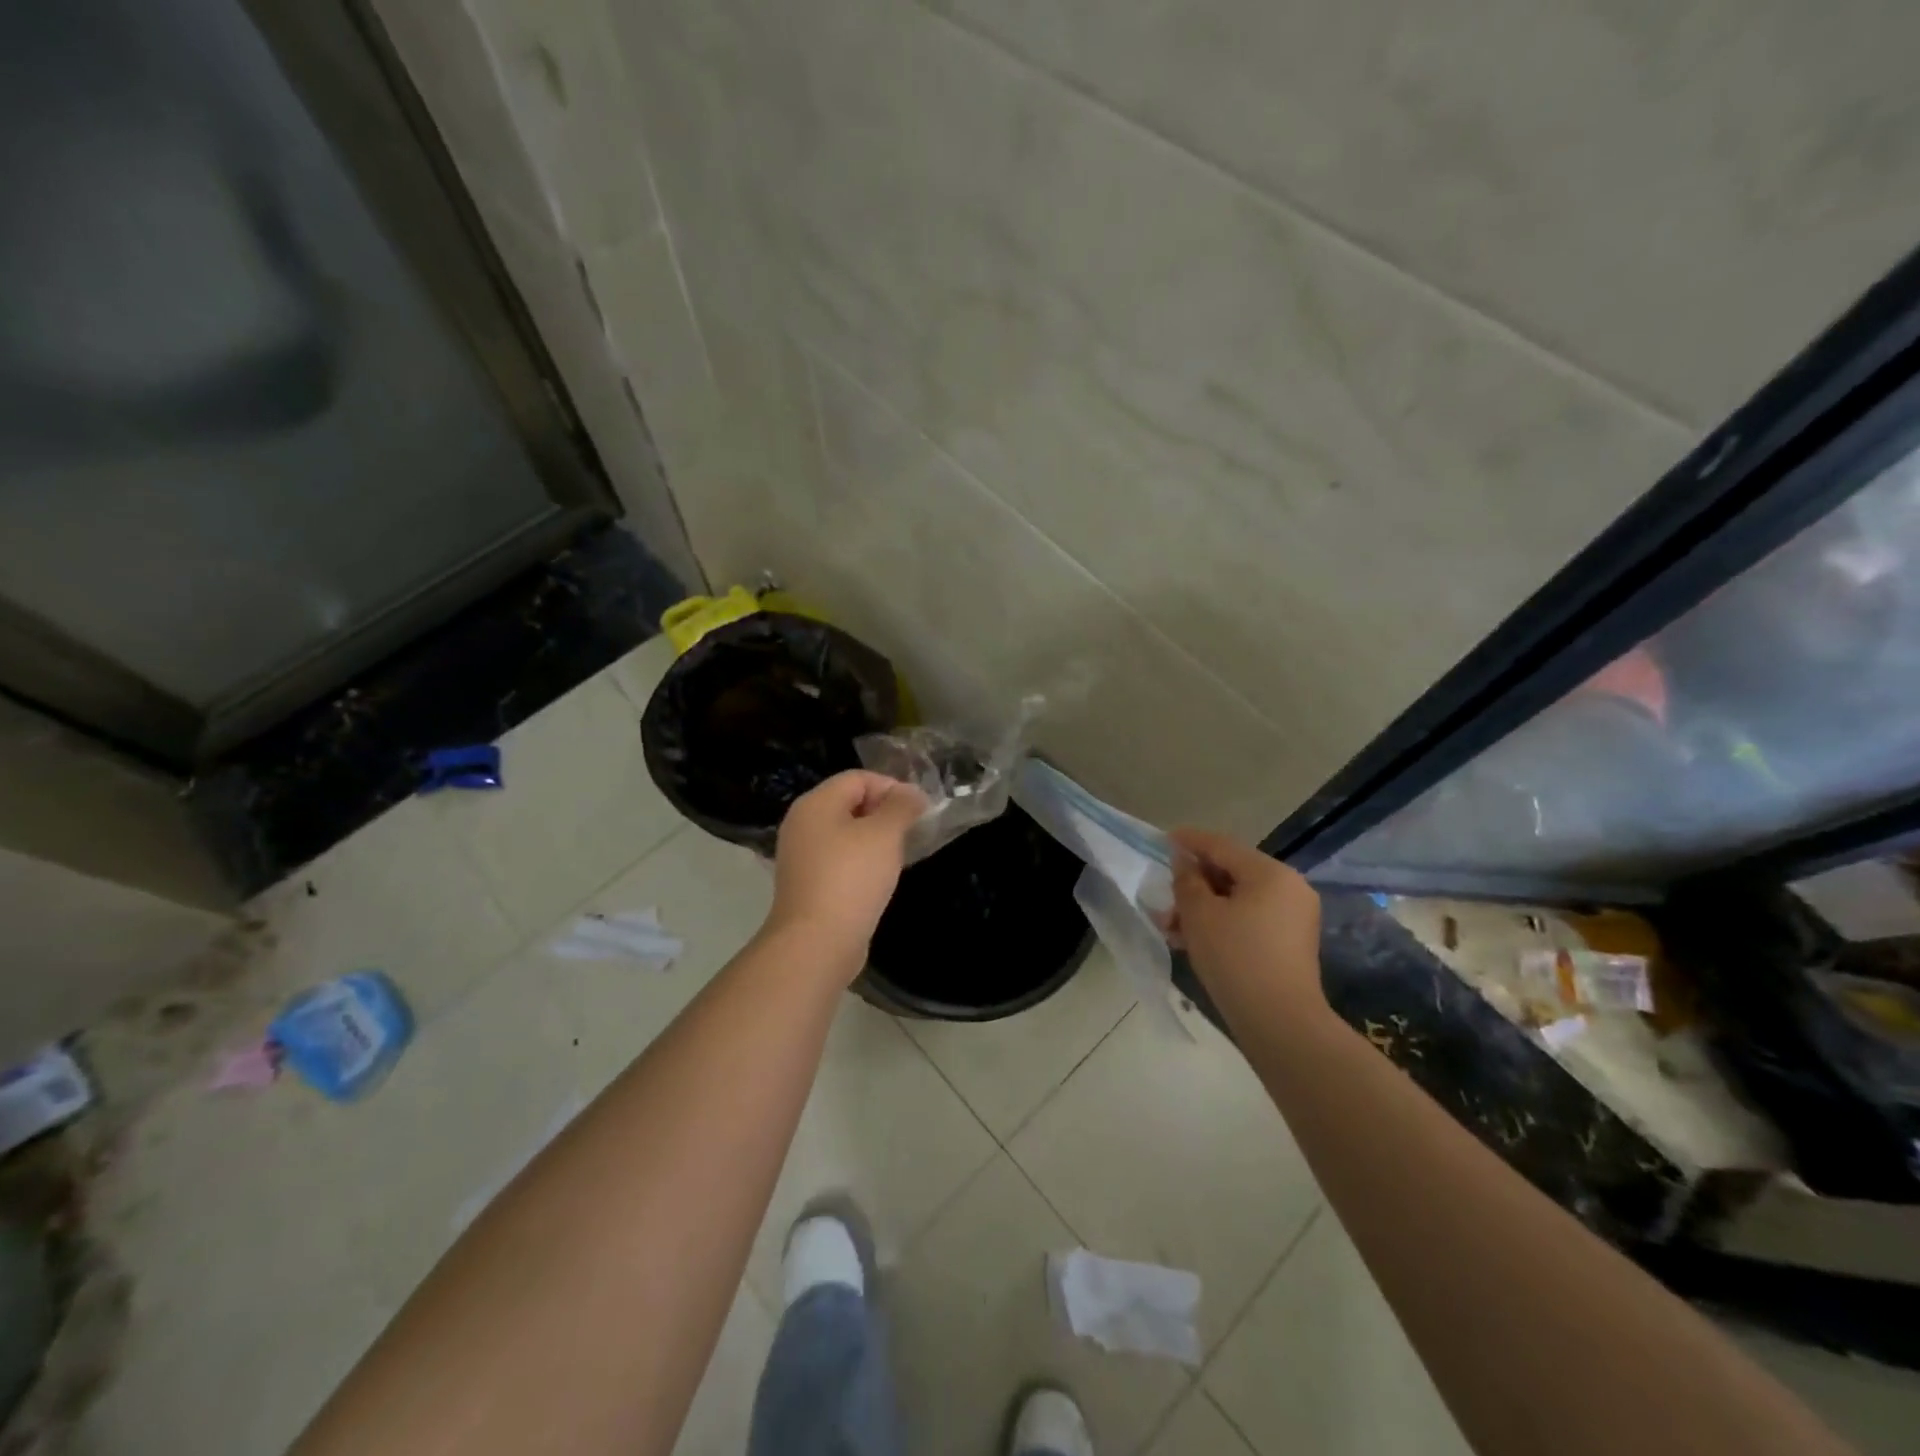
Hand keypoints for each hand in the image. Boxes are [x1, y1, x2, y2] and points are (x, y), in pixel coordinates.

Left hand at [765, 770, 928, 973]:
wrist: (817, 942)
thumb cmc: (852, 878)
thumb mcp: (885, 834)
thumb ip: (901, 806)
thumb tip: (911, 793)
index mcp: (816, 803)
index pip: (858, 778)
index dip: (891, 787)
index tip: (918, 811)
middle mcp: (802, 823)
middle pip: (850, 803)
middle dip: (885, 813)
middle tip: (911, 833)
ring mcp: (801, 856)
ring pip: (846, 834)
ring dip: (875, 840)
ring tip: (899, 857)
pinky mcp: (807, 884)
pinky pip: (839, 860)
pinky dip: (861, 863)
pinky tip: (879, 880)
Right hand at [1164, 828, 1325, 1013]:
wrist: (1281, 1023)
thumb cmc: (1236, 958)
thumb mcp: (1200, 914)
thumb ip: (1187, 880)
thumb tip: (1184, 862)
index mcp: (1271, 873)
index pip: (1222, 846)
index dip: (1190, 841)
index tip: (1164, 840)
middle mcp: (1289, 888)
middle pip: (1232, 872)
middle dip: (1194, 884)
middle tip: (1164, 897)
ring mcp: (1294, 916)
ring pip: (1239, 899)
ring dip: (1204, 907)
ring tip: (1172, 926)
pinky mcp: (1291, 943)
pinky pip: (1251, 918)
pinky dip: (1223, 922)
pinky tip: (1194, 940)